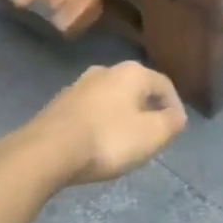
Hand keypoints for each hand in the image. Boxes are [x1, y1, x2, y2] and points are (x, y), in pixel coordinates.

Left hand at [27, 62, 187, 187]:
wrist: (45, 152)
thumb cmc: (108, 139)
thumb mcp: (152, 135)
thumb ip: (172, 123)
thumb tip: (176, 115)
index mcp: (132, 72)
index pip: (164, 85)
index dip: (175, 107)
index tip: (176, 129)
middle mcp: (105, 70)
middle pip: (136, 90)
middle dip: (146, 110)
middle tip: (151, 135)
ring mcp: (78, 86)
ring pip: (111, 99)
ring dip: (121, 117)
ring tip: (124, 142)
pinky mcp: (58, 104)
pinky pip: (90, 111)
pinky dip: (99, 124)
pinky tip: (96, 144)